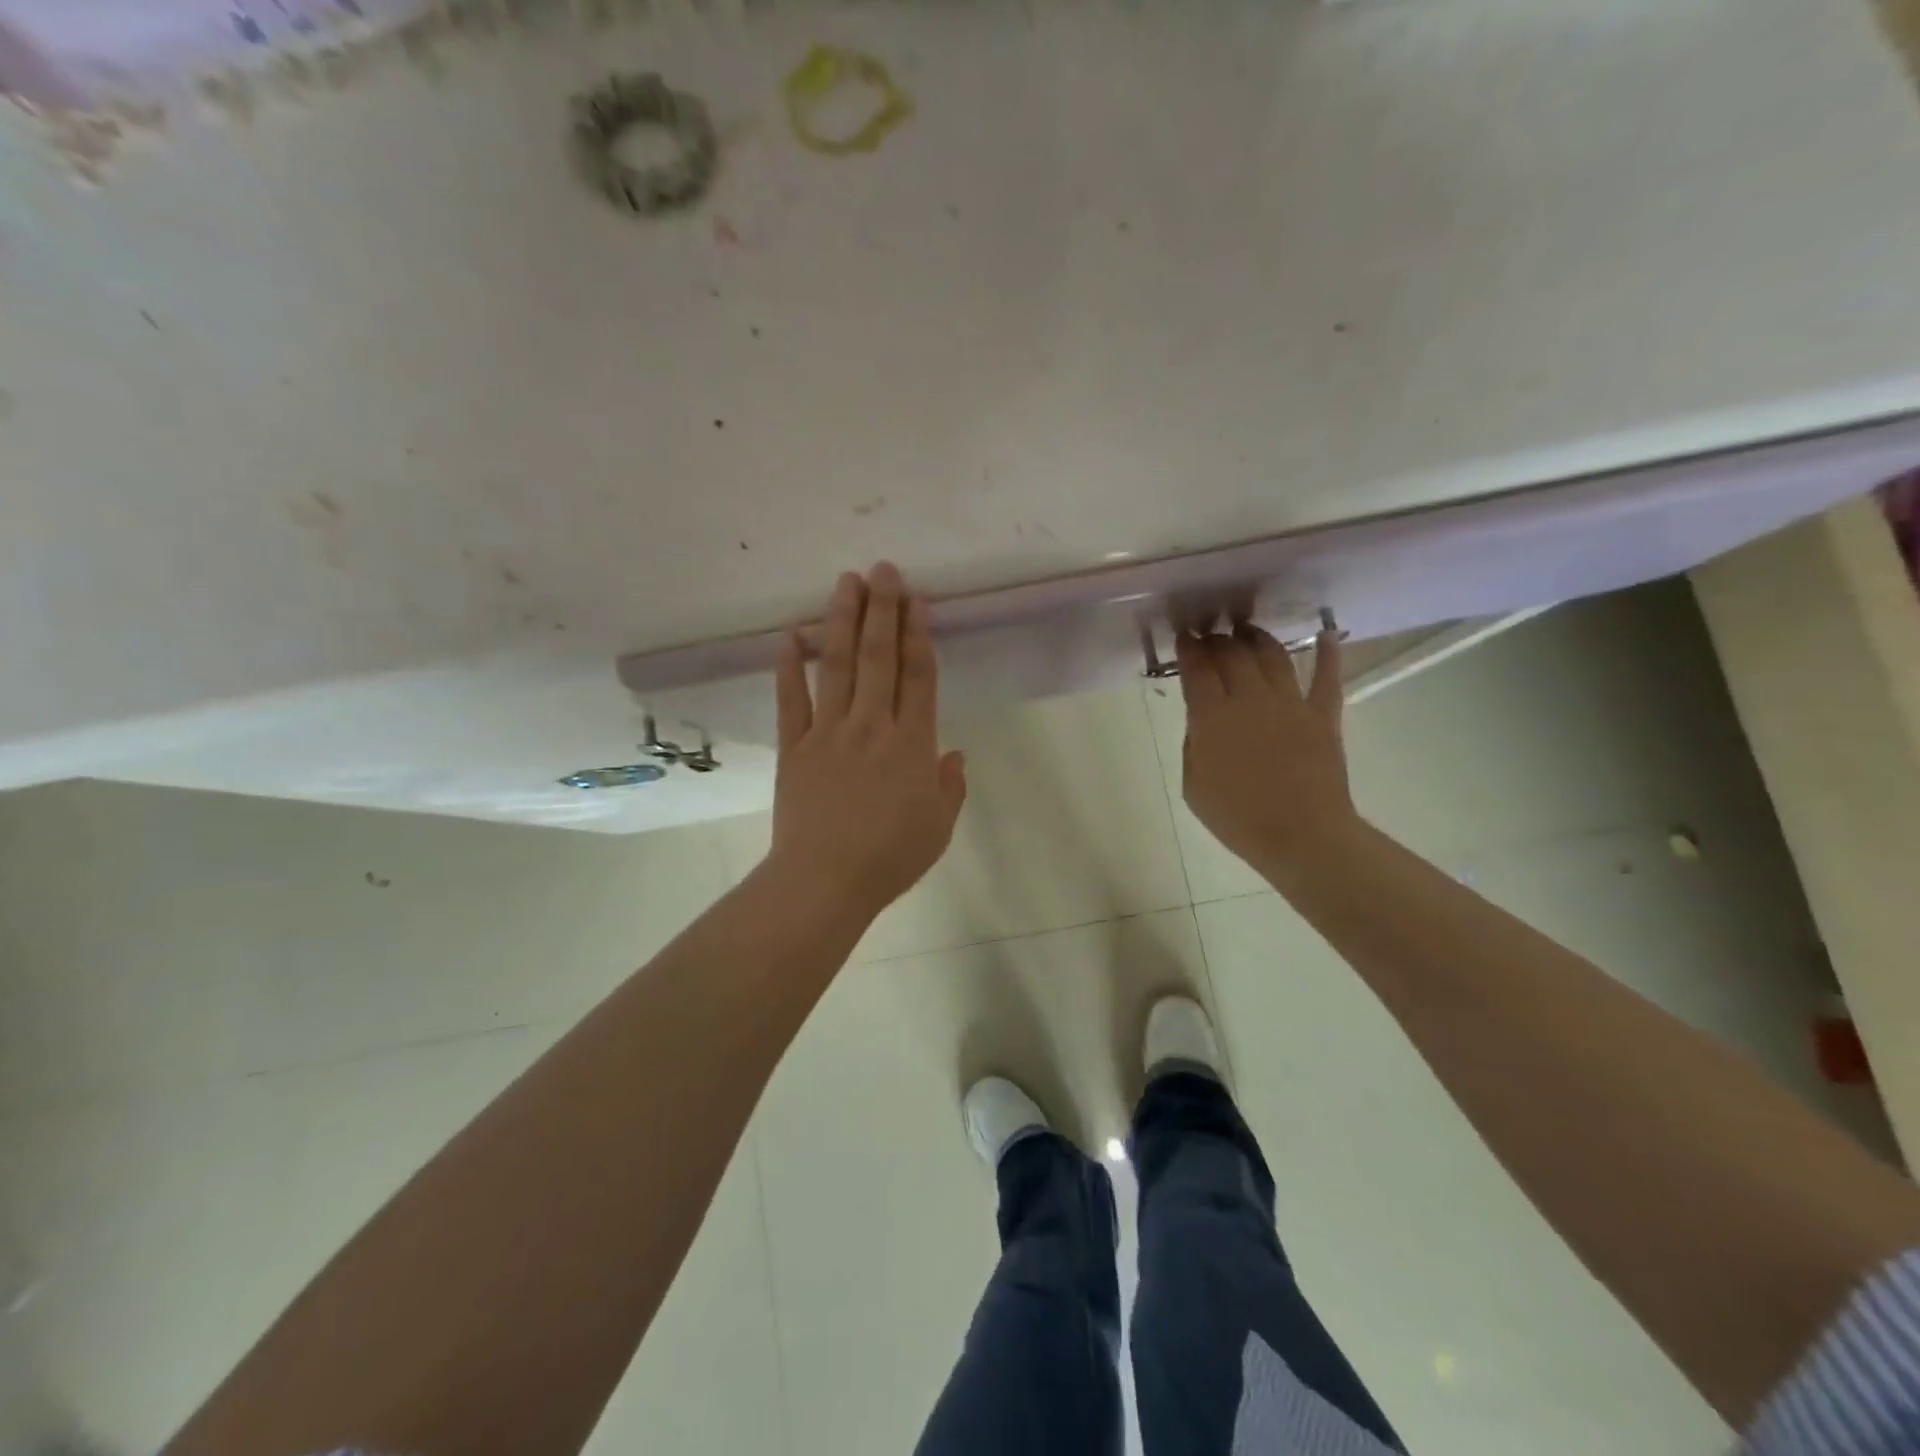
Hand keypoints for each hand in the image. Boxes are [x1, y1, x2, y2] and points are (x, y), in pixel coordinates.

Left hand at [765, 563, 967, 920]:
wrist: (825, 881)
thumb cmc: (890, 857)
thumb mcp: (939, 827)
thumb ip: (950, 786)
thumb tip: (955, 754)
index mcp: (912, 743)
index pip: (919, 676)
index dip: (919, 634)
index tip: (917, 599)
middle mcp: (871, 725)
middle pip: (878, 657)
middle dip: (882, 609)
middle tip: (882, 570)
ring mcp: (828, 732)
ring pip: (836, 665)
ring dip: (841, 621)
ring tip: (845, 582)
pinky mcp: (793, 746)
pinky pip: (790, 699)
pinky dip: (788, 666)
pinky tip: (789, 635)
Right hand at [1177, 626, 1359, 880]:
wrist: (1301, 836)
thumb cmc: (1238, 818)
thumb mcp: (1193, 786)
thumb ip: (1194, 745)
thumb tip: (1202, 721)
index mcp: (1212, 717)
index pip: (1197, 670)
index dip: (1189, 649)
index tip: (1185, 638)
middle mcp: (1250, 699)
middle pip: (1232, 655)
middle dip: (1218, 640)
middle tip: (1210, 637)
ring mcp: (1291, 704)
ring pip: (1273, 655)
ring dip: (1257, 638)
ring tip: (1247, 631)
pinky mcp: (1323, 716)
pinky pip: (1327, 677)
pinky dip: (1328, 653)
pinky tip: (1327, 633)